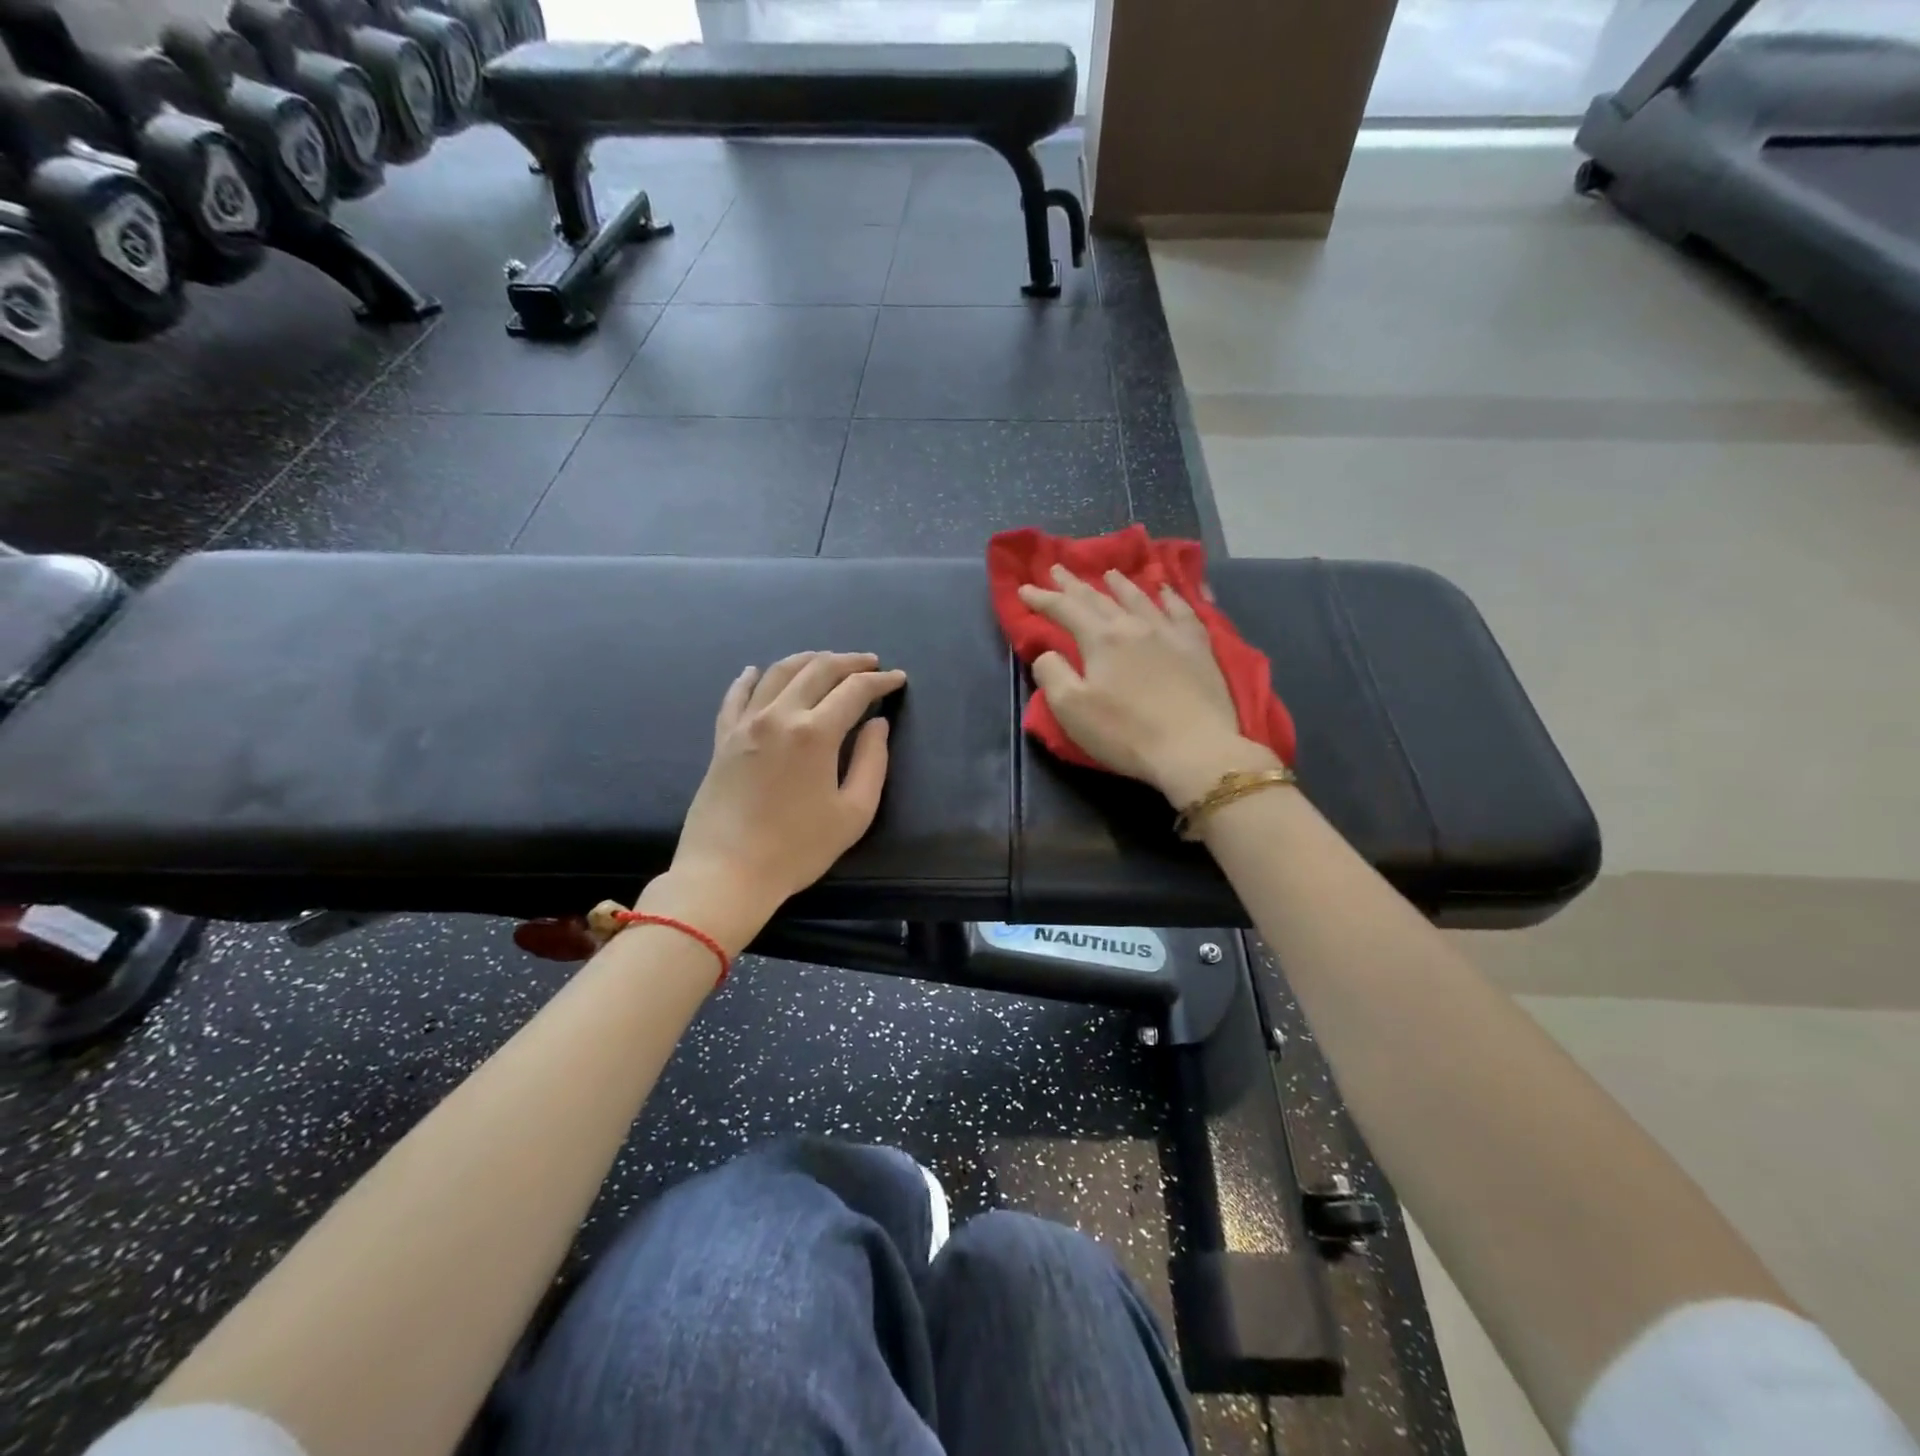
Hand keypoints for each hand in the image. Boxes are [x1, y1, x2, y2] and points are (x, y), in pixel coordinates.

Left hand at [645, 652, 904, 953]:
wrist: (727, 873)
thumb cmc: (797, 849)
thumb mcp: (853, 813)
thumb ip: (871, 762)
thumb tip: (877, 725)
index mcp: (815, 733)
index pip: (854, 690)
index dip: (880, 681)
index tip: (897, 679)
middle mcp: (779, 715)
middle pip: (817, 670)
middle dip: (849, 662)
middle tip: (870, 663)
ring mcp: (746, 724)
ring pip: (778, 673)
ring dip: (807, 660)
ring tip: (826, 660)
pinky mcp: (723, 739)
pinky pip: (736, 696)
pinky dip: (751, 678)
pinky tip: (757, 671)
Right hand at [1019, 565, 1276, 803]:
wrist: (1194, 749)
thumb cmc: (1125, 733)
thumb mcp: (1071, 709)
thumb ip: (1052, 674)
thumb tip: (1047, 652)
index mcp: (1101, 639)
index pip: (1065, 610)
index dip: (1042, 599)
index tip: (1024, 589)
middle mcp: (1134, 625)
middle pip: (1098, 598)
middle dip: (1074, 584)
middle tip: (1057, 568)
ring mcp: (1170, 633)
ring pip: (1140, 598)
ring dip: (1120, 584)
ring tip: (1109, 572)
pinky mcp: (1198, 647)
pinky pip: (1182, 611)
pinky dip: (1170, 596)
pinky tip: (1166, 591)